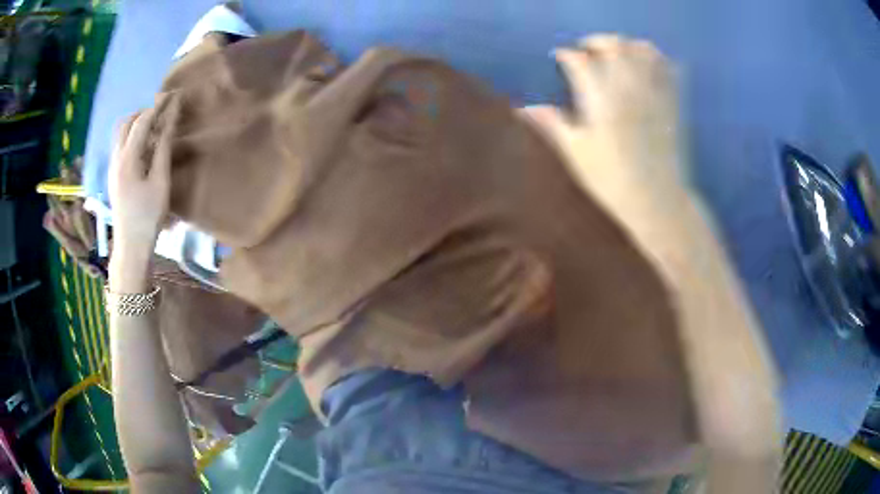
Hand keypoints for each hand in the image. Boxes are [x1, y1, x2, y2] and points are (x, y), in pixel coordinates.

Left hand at [108, 97, 176, 254]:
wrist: (130, 245)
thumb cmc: (148, 215)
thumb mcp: (160, 182)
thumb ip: (162, 149)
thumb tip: (169, 121)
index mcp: (127, 158)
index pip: (142, 121)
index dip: (158, 105)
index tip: (173, 95)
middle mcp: (116, 158)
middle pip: (127, 122)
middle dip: (145, 111)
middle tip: (162, 110)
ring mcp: (112, 167)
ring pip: (121, 133)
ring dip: (136, 123)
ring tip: (153, 125)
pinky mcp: (113, 176)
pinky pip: (120, 145)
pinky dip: (131, 136)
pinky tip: (142, 145)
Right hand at [522, 34, 688, 224]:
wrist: (657, 203)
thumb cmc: (612, 182)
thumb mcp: (576, 154)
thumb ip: (552, 125)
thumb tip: (524, 108)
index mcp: (601, 100)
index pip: (580, 61)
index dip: (566, 55)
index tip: (559, 58)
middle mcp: (629, 88)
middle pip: (614, 45)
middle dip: (596, 42)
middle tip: (587, 52)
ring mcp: (655, 93)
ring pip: (643, 50)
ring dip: (627, 46)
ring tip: (618, 56)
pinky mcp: (673, 103)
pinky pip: (670, 68)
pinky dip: (658, 59)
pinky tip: (648, 66)